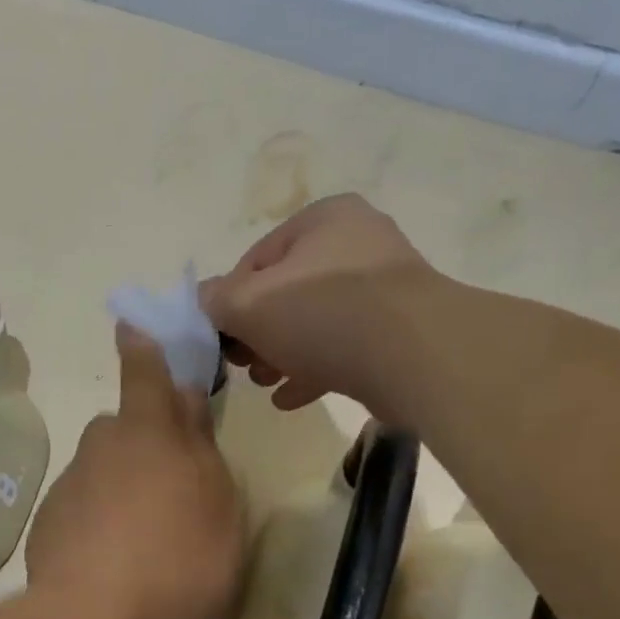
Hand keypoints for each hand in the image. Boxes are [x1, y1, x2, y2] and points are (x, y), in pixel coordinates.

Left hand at [26, 326, 244, 618]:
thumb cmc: (178, 559)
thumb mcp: (219, 507)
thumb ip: (202, 449)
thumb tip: (187, 403)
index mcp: (149, 432)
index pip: (146, 373)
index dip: (143, 347)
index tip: (131, 325)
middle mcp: (102, 445)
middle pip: (127, 430)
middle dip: (148, 444)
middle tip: (174, 491)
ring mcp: (70, 484)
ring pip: (105, 471)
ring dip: (125, 490)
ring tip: (148, 544)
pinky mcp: (48, 522)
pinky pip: (84, 509)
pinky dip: (100, 524)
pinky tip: (114, 565)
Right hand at [202, 194, 432, 417]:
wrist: (417, 356)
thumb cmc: (322, 314)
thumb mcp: (248, 305)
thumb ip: (215, 301)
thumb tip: (202, 301)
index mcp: (323, 220)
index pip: (256, 260)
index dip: (230, 301)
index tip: (221, 337)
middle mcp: (357, 244)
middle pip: (286, 292)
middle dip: (257, 333)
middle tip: (241, 363)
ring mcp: (384, 289)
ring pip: (315, 323)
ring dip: (281, 353)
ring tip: (263, 381)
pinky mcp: (400, 332)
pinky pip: (345, 347)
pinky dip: (314, 369)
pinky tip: (289, 398)